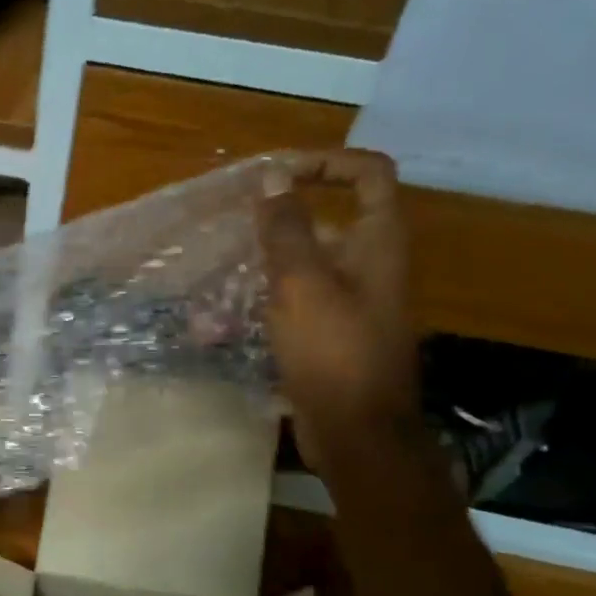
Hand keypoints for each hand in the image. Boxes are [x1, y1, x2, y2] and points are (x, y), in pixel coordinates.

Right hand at [255, 149, 420, 470]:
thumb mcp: (302, 284)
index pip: (367, 174)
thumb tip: (273, 176)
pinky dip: (266, 300)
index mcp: (378, 242)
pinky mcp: (330, 335)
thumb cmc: (334, 352)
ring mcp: (351, 302)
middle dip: (280, 220)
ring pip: (307, 264)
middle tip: (232, 229)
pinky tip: (225, 317)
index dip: (326, 162)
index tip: (277, 176)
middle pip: (330, 220)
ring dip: (265, 264)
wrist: (357, 432)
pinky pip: (297, 302)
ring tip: (218, 273)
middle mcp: (370, 265)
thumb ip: (286, 229)